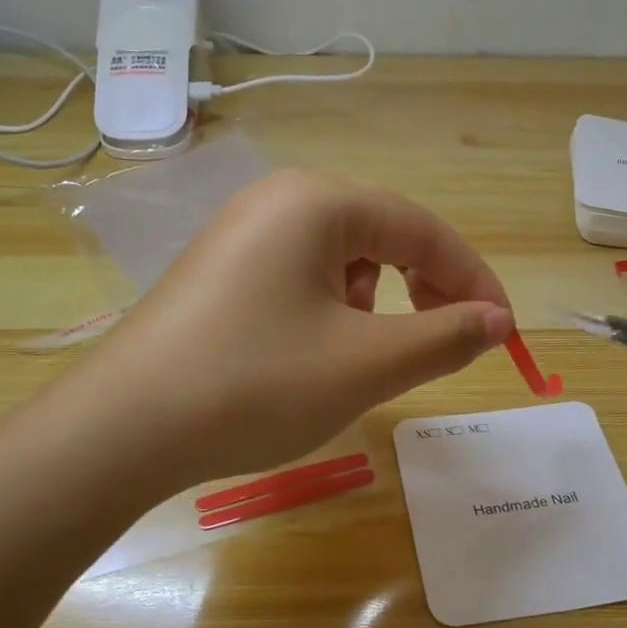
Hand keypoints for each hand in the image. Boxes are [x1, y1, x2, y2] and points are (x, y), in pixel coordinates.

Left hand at [82, 169, 513, 487]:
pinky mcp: (222, 267)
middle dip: (426, 287)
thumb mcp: (365, 363)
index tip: (503, 331)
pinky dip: (332, 307)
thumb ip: (444, 337)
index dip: (472, 279)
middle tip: (450, 341)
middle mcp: (279, 199)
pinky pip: (301, 273)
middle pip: (382, 233)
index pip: (422, 228)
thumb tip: (496, 320)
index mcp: (318, 201)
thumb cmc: (255, 384)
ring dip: (378, 299)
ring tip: (367, 350)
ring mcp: (243, 231)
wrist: (123, 428)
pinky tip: (315, 347)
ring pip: (342, 255)